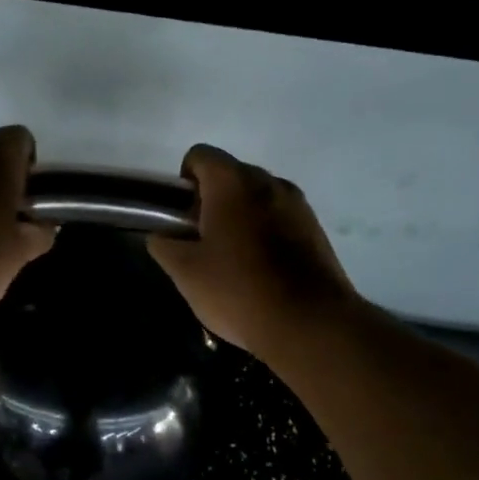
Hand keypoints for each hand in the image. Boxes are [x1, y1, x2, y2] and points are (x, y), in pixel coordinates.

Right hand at [147, 144, 356, 354]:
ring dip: (239, 217)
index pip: (199, 155)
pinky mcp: (316, 229)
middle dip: (211, 201)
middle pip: (230, 175)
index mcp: (232, 182)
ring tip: (231, 260)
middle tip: (201, 242)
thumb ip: (164, 245)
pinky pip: (280, 218)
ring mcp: (298, 204)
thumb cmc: (238, 290)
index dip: (183, 182)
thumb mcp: (184, 272)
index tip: (182, 218)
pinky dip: (265, 232)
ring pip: (257, 198)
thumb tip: (162, 235)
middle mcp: (268, 182)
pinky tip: (260, 271)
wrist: (309, 324)